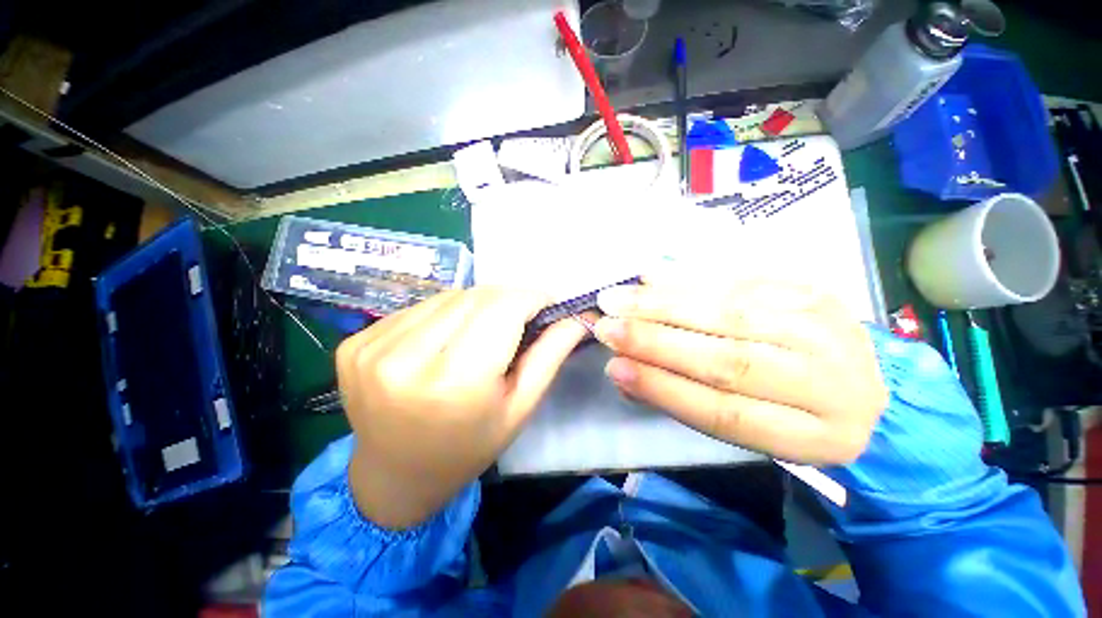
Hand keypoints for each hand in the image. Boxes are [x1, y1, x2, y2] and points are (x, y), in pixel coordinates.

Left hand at [335, 288, 586, 528]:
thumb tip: (577, 316)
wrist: (393, 477)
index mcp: (455, 381)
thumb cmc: (468, 448)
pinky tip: (446, 339)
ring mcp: (373, 347)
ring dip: (476, 305)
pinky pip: (419, 307)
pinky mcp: (355, 342)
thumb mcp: (520, 407)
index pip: (503, 306)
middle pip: (476, 295)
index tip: (548, 305)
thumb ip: (551, 355)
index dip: (533, 297)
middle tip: (520, 320)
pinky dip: (444, 314)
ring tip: (482, 332)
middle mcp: (407, 358)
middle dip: (508, 300)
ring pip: (449, 296)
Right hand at [594, 280, 887, 464]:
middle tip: (607, 325)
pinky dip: (690, 278)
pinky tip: (652, 275)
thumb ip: (685, 402)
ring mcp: (822, 326)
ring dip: (663, 304)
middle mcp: (825, 379)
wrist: (870, 387)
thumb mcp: (748, 432)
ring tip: (618, 299)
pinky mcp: (810, 289)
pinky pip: (741, 280)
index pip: (723, 411)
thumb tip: (625, 373)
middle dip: (654, 340)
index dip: (663, 387)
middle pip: (725, 357)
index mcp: (810, 435)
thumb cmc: (794, 417)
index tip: (615, 367)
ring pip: (728, 312)